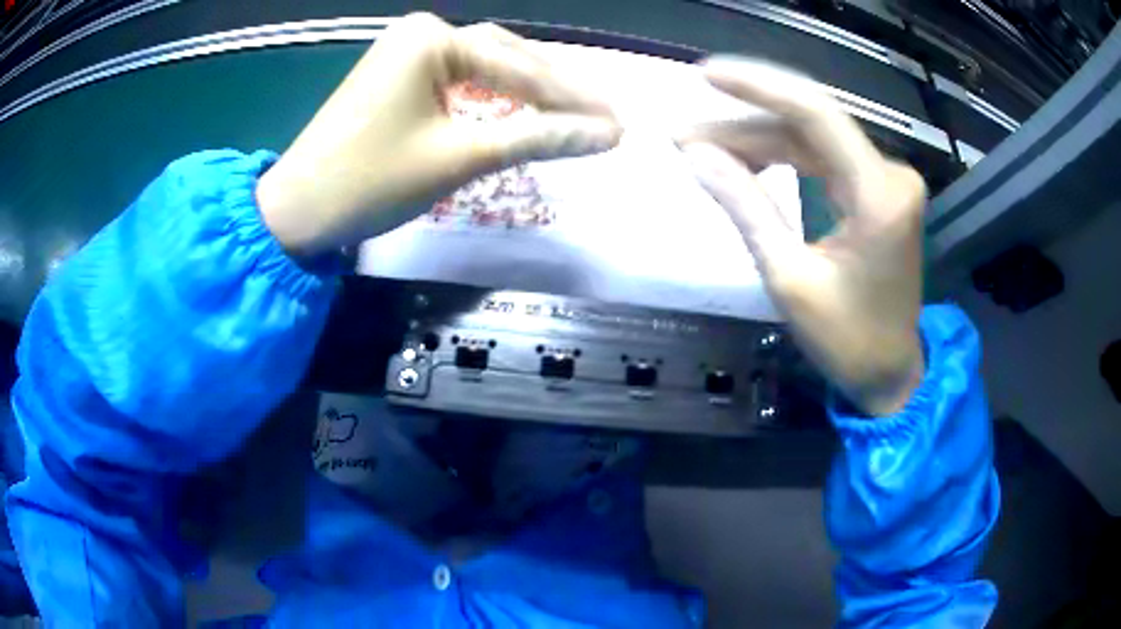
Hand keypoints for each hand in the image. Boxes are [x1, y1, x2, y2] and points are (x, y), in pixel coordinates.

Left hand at [256, 13, 620, 257]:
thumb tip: (607, 135)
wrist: (297, 212)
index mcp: (431, 39)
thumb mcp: (460, 158)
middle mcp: (422, 33)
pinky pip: (463, 82)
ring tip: (577, 118)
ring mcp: (408, 53)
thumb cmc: (370, 182)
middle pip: (508, 59)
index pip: (521, 67)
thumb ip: (537, 139)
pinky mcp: (401, 77)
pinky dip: (496, 101)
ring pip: (488, 69)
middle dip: (557, 93)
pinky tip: (526, 114)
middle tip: (606, 120)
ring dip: (531, 95)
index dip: (573, 100)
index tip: (620, 126)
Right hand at [676, 57, 925, 416]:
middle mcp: (890, 175)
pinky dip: (783, 158)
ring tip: (703, 149)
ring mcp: (888, 181)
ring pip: (814, 140)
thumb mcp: (789, 279)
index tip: (706, 75)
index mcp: (879, 195)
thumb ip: (746, 208)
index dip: (758, 88)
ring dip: (759, 141)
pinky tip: (745, 162)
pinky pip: (824, 159)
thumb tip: (696, 155)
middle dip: (745, 125)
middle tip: (686, 136)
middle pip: (810, 126)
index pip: (815, 116)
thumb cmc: (847, 340)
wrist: (891, 372)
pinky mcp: (879, 192)